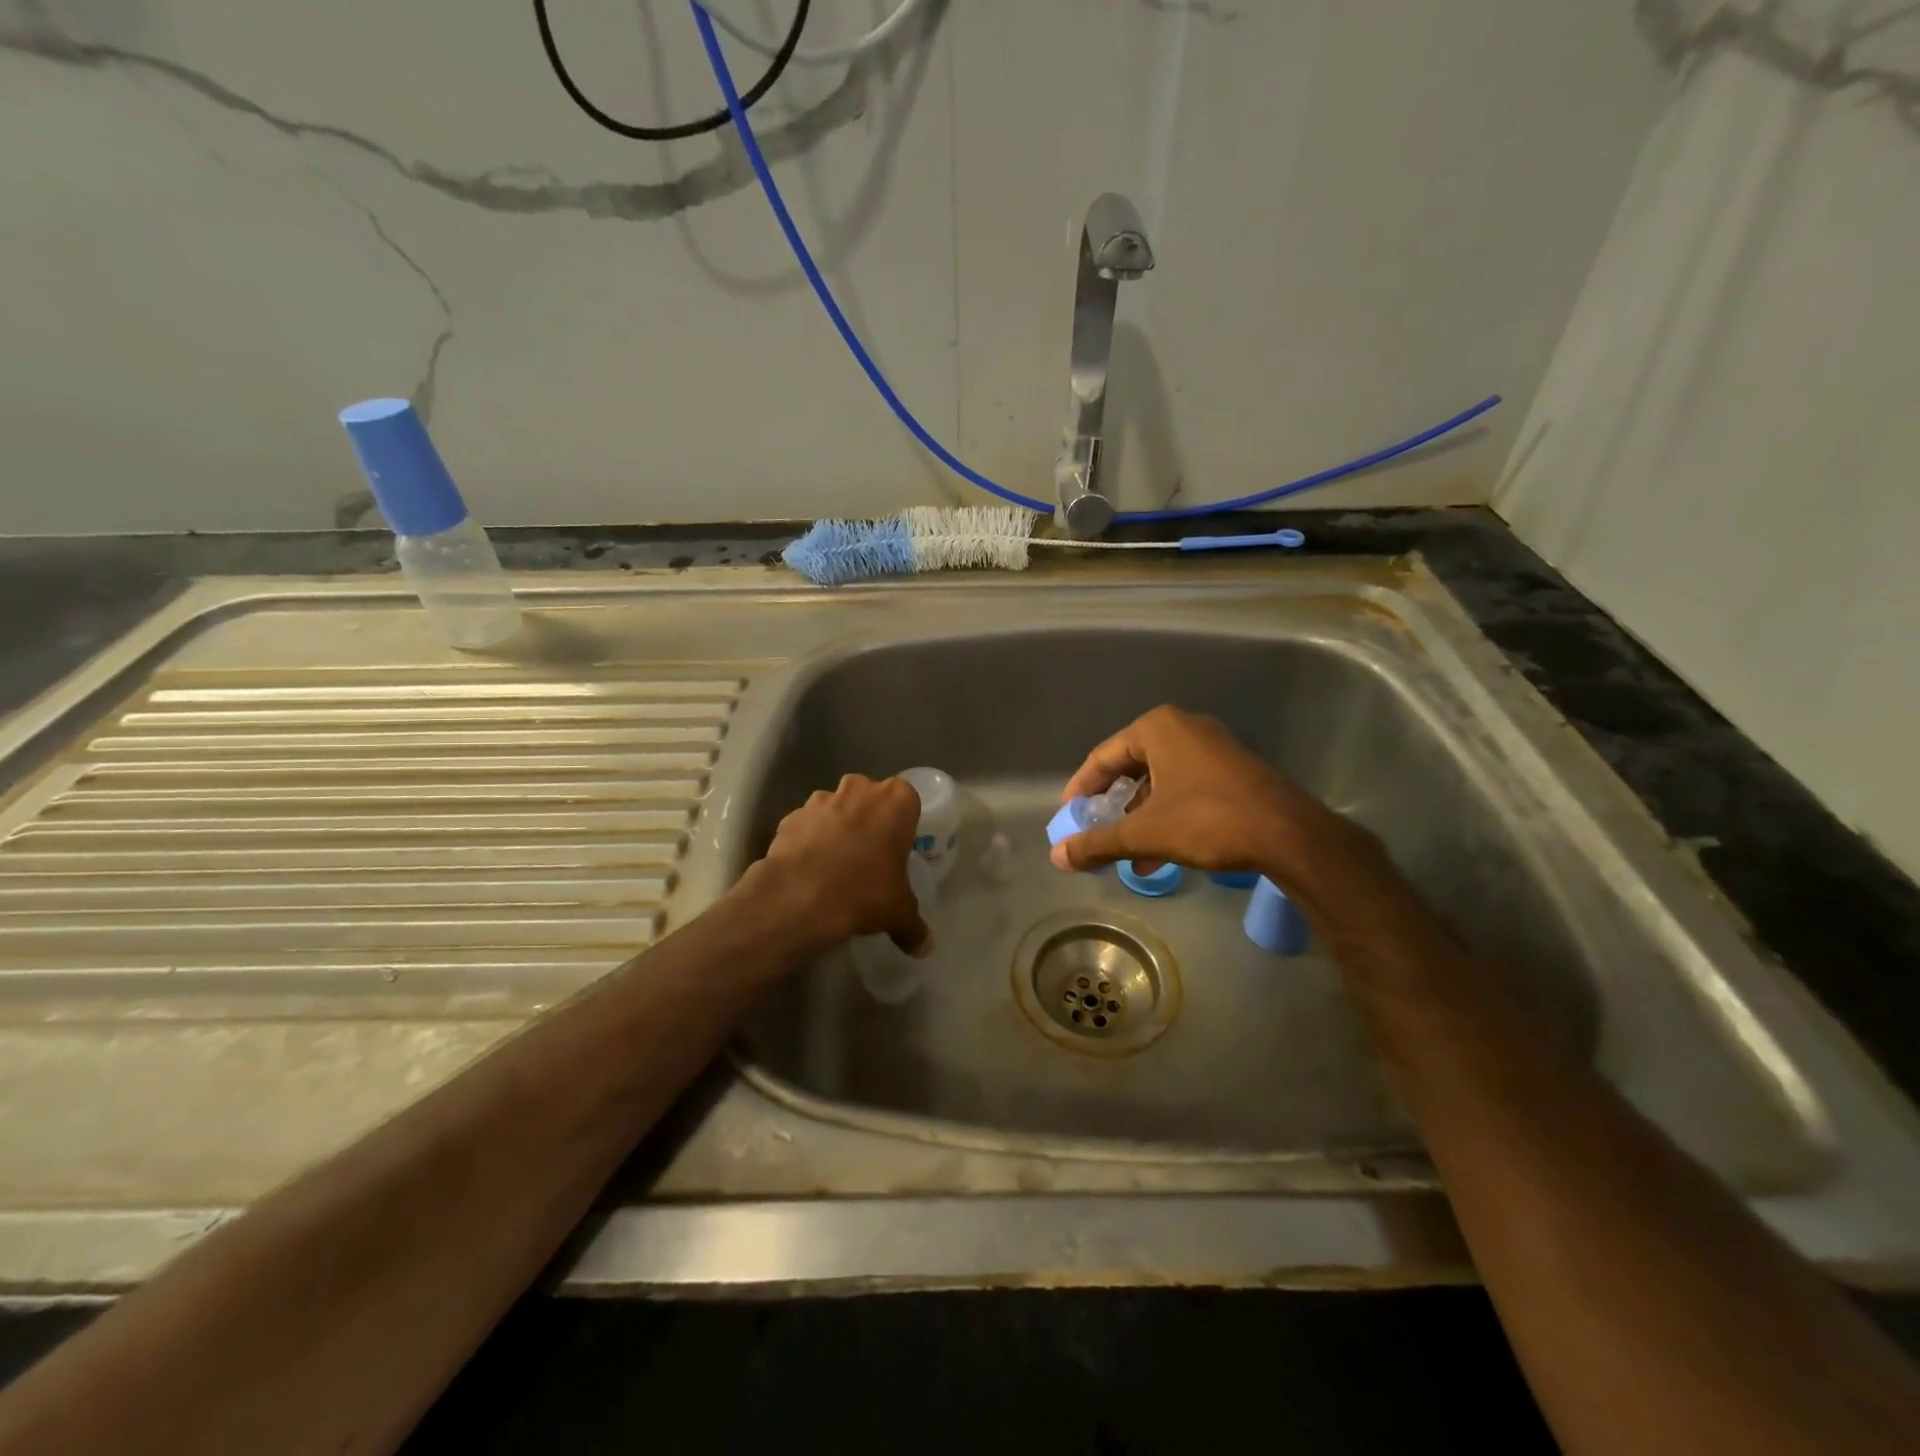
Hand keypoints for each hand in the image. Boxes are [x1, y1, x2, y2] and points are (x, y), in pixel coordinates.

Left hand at [749, 774, 931, 957]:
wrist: (800, 898)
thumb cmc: (865, 892)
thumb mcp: (899, 913)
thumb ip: (914, 927)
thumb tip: (924, 947)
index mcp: (895, 801)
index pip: (907, 799)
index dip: (902, 822)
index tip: (897, 847)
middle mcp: (858, 789)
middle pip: (868, 798)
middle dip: (868, 819)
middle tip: (870, 855)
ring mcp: (820, 800)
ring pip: (834, 808)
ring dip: (836, 828)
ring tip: (836, 865)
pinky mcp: (790, 817)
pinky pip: (806, 826)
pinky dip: (808, 841)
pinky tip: (809, 871)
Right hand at [1050, 705, 1369, 880]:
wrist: (1289, 834)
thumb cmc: (1208, 820)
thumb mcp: (1145, 833)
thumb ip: (1098, 842)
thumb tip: (1057, 857)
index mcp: (1158, 728)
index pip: (1103, 757)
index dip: (1081, 788)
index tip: (1068, 815)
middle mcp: (1184, 728)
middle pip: (1131, 768)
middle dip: (1112, 805)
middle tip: (1095, 830)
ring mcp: (1212, 747)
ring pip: (1159, 782)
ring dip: (1138, 817)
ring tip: (1126, 852)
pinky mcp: (1232, 769)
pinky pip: (1184, 787)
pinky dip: (1166, 815)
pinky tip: (1158, 853)